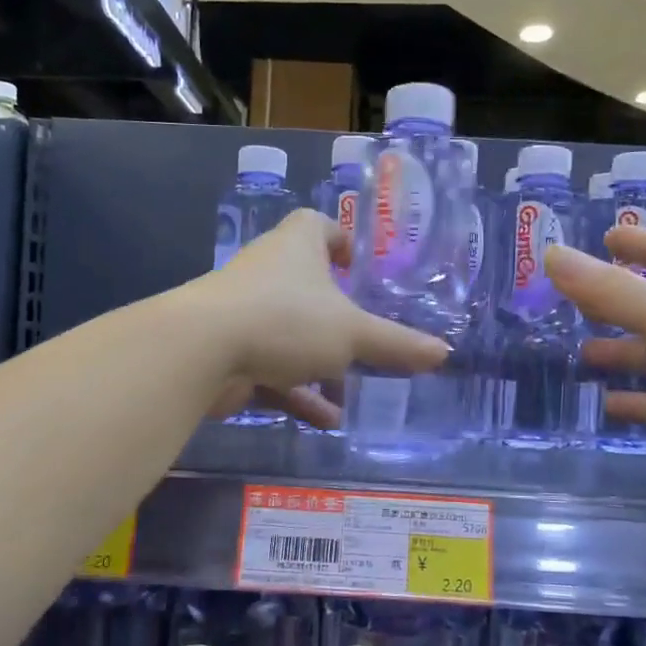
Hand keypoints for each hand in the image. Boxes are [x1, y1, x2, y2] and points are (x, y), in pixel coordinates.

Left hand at [194, 209, 449, 425]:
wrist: (201, 351)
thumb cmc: (286, 319)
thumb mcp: (352, 333)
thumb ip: (396, 344)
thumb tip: (444, 353)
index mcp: (297, 246)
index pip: (318, 225)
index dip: (341, 239)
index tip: (360, 265)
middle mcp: (269, 272)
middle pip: (308, 286)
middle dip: (338, 314)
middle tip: (368, 336)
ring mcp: (246, 313)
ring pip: (292, 335)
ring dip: (321, 364)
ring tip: (354, 390)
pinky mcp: (232, 352)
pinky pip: (274, 371)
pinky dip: (298, 393)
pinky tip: (327, 420)